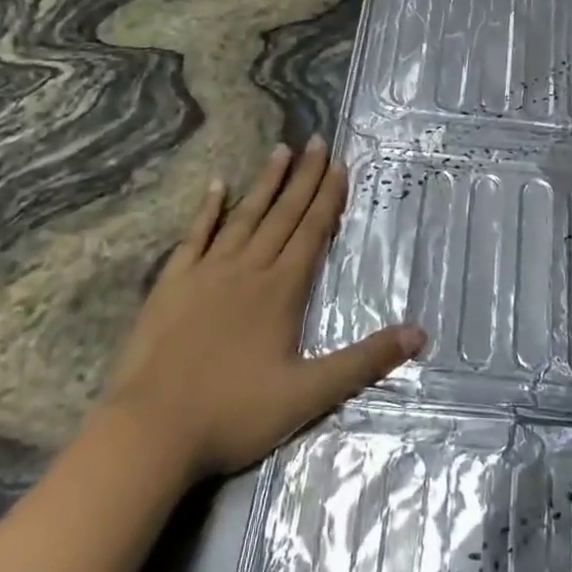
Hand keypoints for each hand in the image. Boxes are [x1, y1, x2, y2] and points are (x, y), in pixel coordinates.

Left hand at [101, 139, 425, 477]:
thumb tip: (419, 333)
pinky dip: (208, 209)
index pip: (312, 231)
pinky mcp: (172, 283)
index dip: (328, 196)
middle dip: (304, 177)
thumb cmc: (235, 413)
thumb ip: (365, 361)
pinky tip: (217, 185)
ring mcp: (207, 272)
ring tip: (281, 150)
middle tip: (317, 140)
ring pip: (244, 216)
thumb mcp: (310, 394)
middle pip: (283, 214)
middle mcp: (248, 269)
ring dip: (265, 182)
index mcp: (282, 290)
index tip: (339, 163)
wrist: (152, 430)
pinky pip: (195, 235)